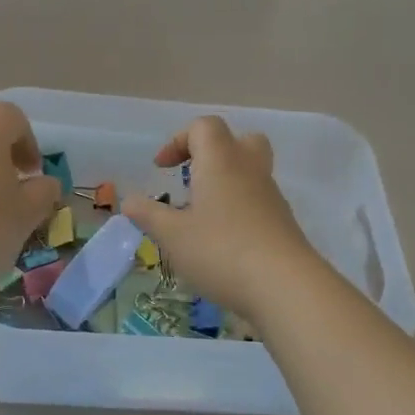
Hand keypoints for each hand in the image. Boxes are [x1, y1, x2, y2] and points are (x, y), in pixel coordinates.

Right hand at [123, 116, 320, 321]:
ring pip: (250, 173)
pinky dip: (238, 211)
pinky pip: (258, 202)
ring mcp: (271, 197)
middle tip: (192, 179)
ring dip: (224, 185)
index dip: (178, 140)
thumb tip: (129, 202)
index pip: (203, 127)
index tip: (162, 169)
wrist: (285, 286)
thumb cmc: (220, 251)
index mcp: (221, 161)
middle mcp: (250, 170)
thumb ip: (148, 215)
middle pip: (238, 140)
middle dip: (212, 153)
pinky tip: (221, 243)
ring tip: (200, 218)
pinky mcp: (282, 224)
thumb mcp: (172, 236)